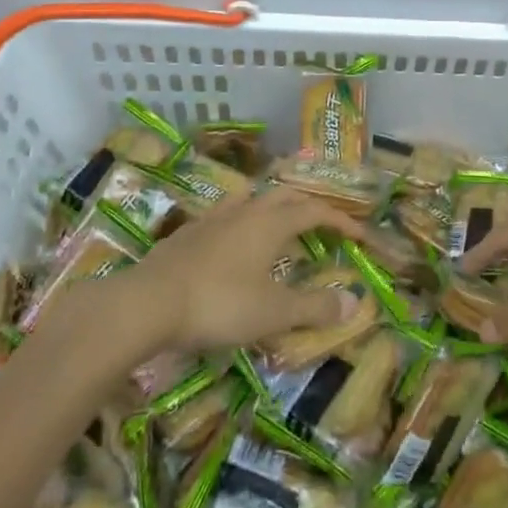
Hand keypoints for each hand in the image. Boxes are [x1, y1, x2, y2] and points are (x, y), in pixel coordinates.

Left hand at [111, 185, 368, 354]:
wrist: (147, 303)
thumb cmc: (218, 304)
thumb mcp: (273, 313)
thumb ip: (314, 307)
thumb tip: (353, 302)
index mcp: (271, 223)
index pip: (316, 210)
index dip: (342, 220)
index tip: (361, 235)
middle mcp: (246, 211)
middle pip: (284, 194)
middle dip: (309, 204)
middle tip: (323, 222)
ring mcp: (213, 218)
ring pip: (251, 197)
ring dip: (272, 204)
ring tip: (279, 220)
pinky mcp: (187, 232)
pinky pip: (224, 214)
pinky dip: (241, 220)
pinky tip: (233, 240)